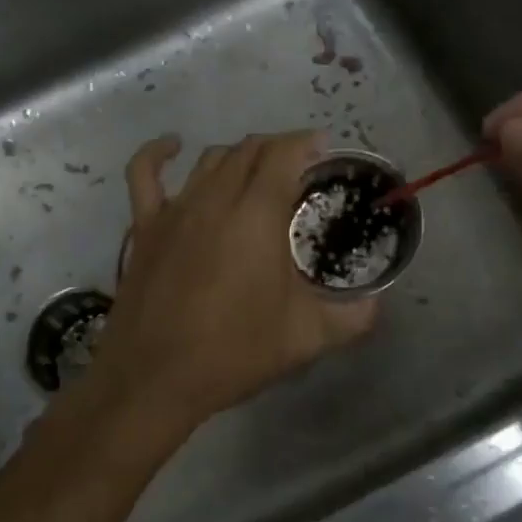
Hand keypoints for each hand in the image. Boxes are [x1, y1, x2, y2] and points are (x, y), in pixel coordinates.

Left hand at [72, 131, 378, 445]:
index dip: (304, 143)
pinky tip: (173, 146)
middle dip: (277, 148)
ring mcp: (175, 210)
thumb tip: (377, 303)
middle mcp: (216, 199)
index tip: (322, 150)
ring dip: (237, 156)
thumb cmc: (234, 352)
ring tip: (256, 170)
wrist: (155, 378)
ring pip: (209, 160)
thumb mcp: (306, 338)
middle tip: (298, 168)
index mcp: (257, 215)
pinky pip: (145, 175)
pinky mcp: (144, 227)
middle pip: (248, 150)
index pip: (283, 154)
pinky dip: (158, 153)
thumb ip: (352, 317)